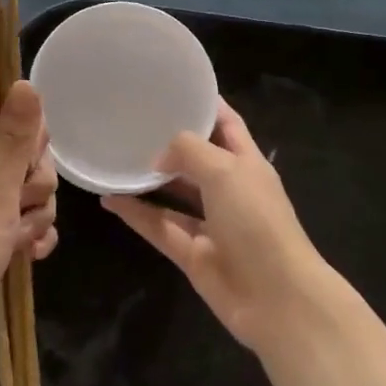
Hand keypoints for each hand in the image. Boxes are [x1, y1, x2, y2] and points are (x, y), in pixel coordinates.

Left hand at [0, 81, 56, 375]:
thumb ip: (15, 140)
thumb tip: (26, 82)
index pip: (11, 123)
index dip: (29, 146)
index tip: (24, 172)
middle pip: (26, 160)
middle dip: (35, 189)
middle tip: (17, 211)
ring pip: (29, 195)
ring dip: (34, 218)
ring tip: (17, 242)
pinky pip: (23, 224)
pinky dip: (30, 238)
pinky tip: (31, 256)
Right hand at [103, 99, 337, 353]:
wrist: (276, 298)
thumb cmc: (257, 222)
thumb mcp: (226, 171)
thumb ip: (189, 151)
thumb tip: (159, 156)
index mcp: (247, 163)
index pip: (226, 124)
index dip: (205, 105)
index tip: (173, 87)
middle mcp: (229, 190)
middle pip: (197, 159)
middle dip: (170, 142)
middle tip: (131, 121)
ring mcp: (211, 224)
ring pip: (174, 194)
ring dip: (148, 179)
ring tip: (115, 157)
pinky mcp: (192, 253)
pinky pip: (159, 227)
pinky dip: (136, 213)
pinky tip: (109, 197)